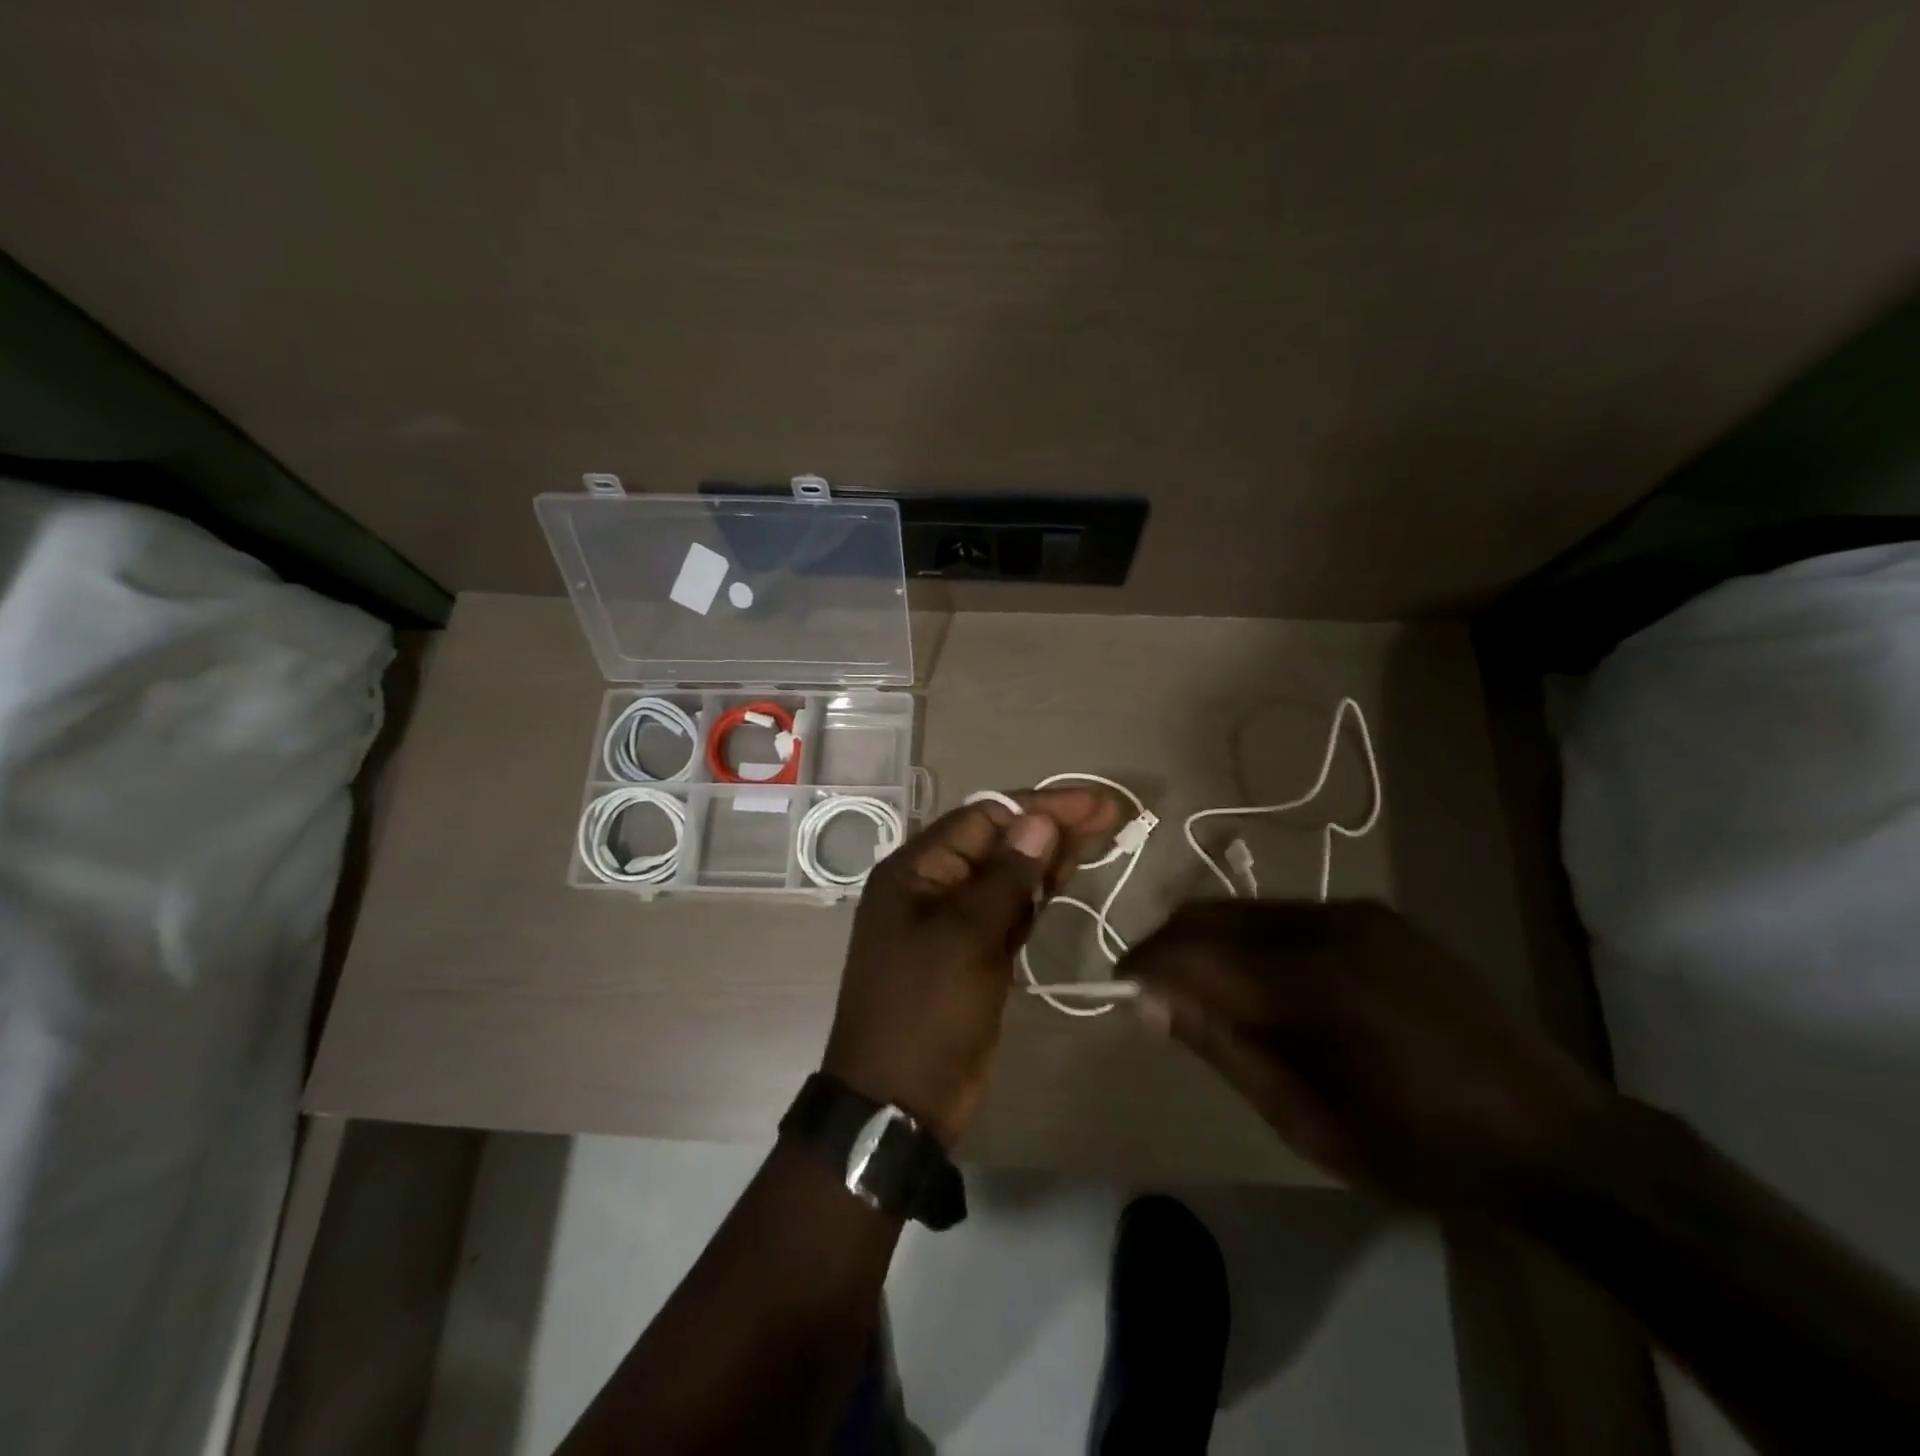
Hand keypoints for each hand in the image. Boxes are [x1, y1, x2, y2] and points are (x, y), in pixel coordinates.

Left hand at [824, 788, 1121, 1147]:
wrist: (899, 1101)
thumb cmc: (925, 1011)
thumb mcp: (964, 938)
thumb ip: (1006, 877)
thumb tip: (1039, 821)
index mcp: (916, 870)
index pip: (985, 818)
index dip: (1041, 807)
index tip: (1094, 803)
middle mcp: (932, 885)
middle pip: (999, 842)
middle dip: (1052, 826)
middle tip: (1111, 814)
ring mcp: (953, 920)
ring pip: (1008, 875)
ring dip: (1049, 855)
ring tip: (1100, 835)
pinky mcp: (974, 952)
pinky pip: (1009, 909)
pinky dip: (1037, 893)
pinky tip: (1066, 877)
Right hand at [1118, 900, 1611, 1208]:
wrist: (1558, 1136)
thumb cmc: (1422, 1148)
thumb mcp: (1308, 1123)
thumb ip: (1224, 1048)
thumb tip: (1150, 1002)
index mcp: (1310, 984)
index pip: (1193, 954)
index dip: (1145, 966)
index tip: (1120, 988)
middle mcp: (1327, 926)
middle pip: (1212, 914)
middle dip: (1169, 945)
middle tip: (1152, 988)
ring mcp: (1357, 912)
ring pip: (1247, 908)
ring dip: (1211, 940)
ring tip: (1205, 988)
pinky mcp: (1378, 914)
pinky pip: (1288, 914)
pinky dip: (1254, 938)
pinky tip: (1267, 980)